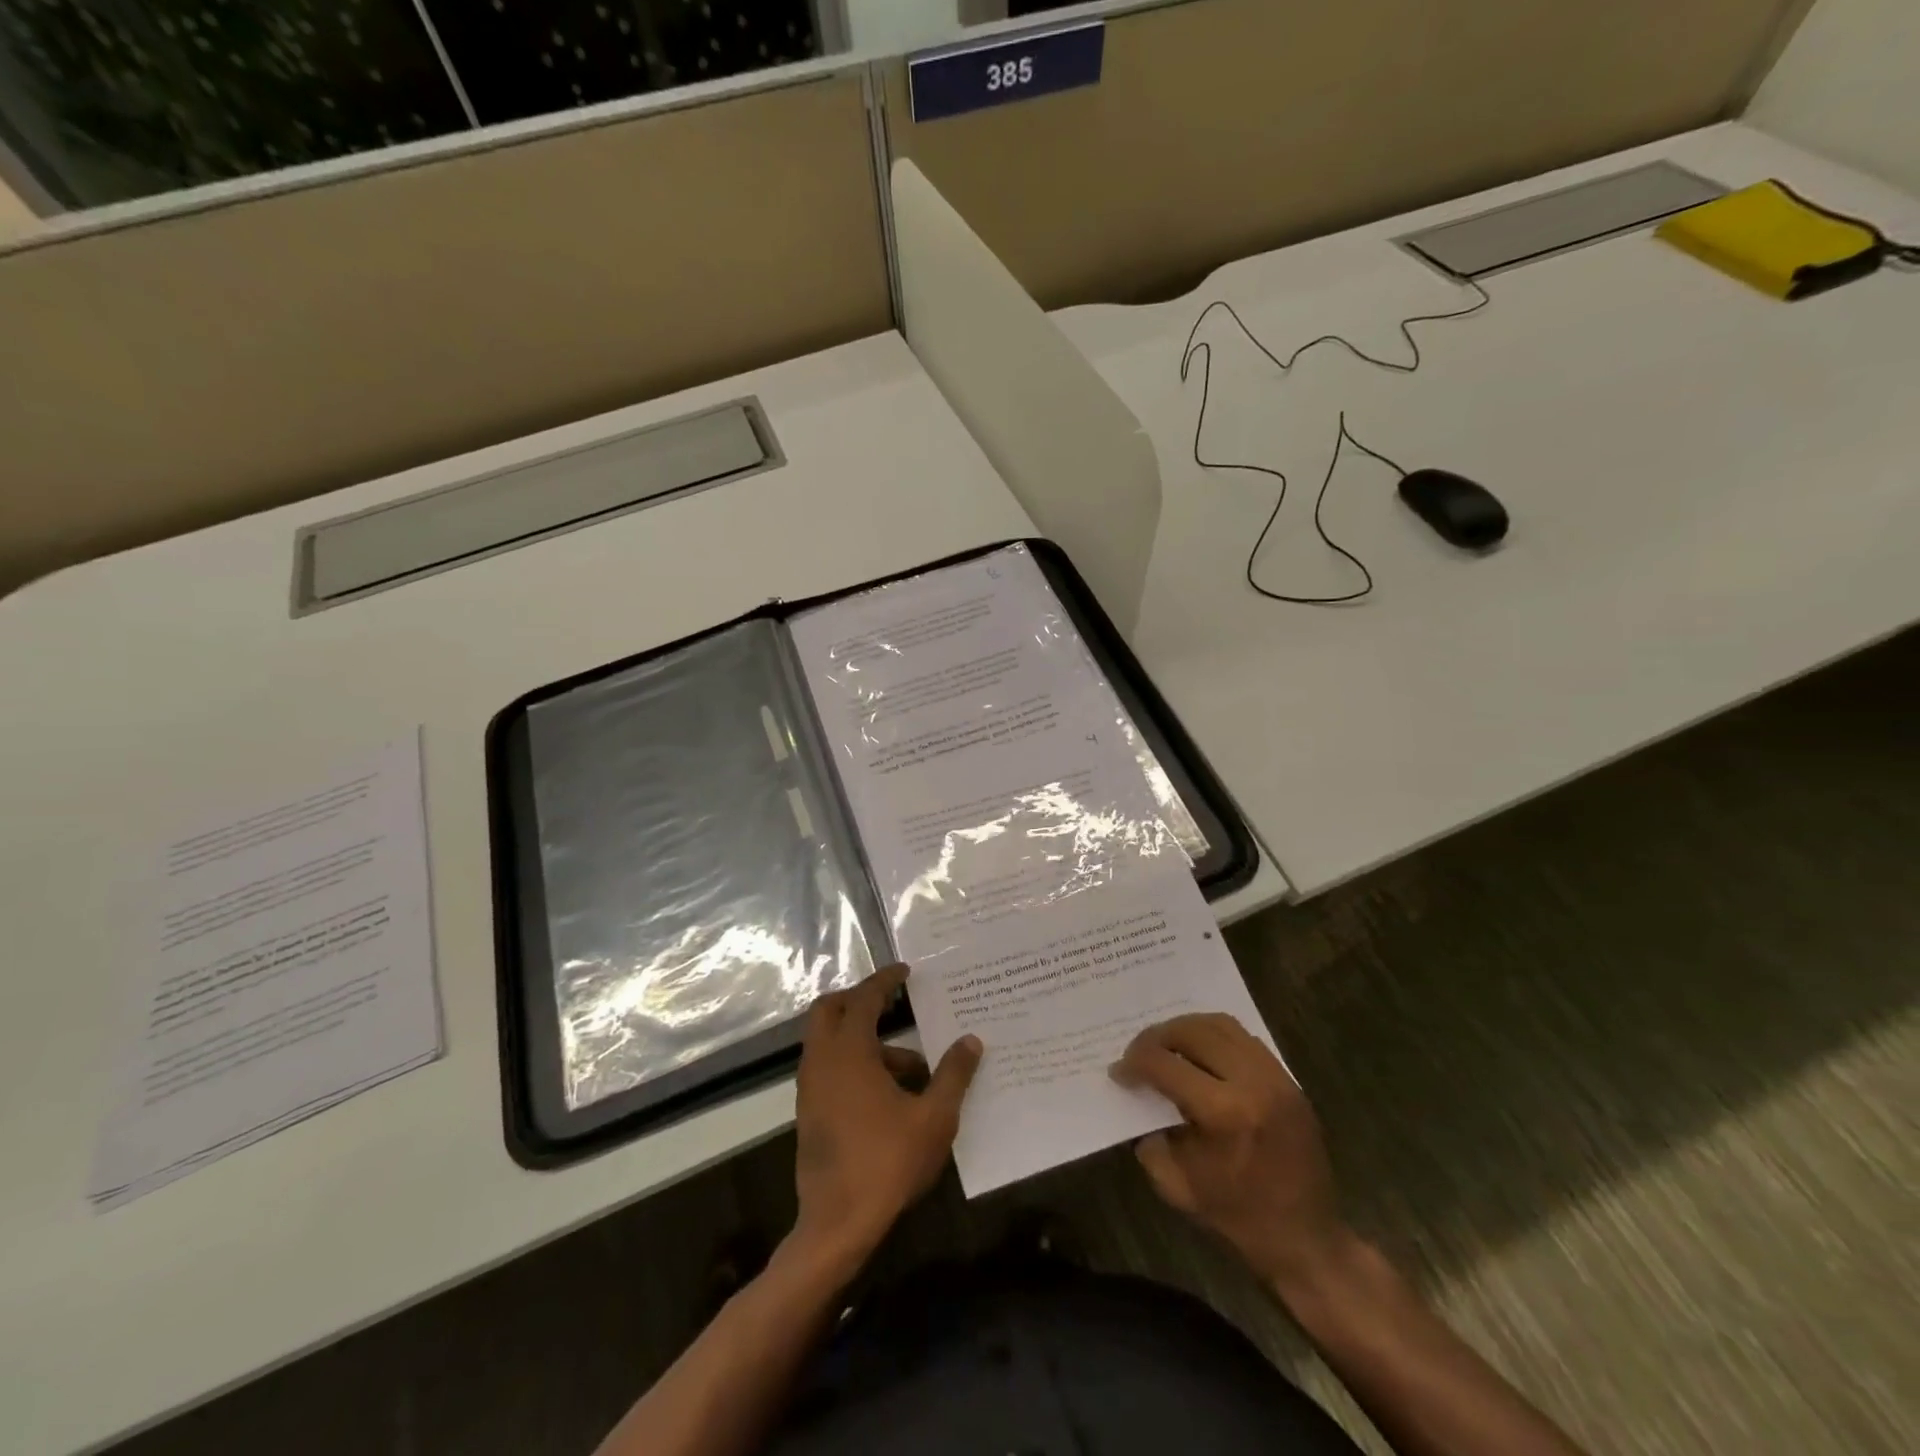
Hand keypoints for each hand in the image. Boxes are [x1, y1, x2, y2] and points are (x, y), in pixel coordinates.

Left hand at [789, 965, 981, 1278]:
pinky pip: (829, 1068)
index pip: (863, 998)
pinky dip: (853, 1063)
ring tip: (913, 1067)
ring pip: (829, 1042)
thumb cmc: (887, 1162)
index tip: (904, 971)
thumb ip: (953, 1074)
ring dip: (864, 1040)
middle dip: (859, 1000)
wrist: (837, 1225)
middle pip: (829, 1010)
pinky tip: (890, 1094)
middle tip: (892, 1004)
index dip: (884, 980)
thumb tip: (971, 1041)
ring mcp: (810, 1088)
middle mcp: (822, 1061)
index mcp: (848, 1052)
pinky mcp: (809, 1112)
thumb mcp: (934, 1118)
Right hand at [1112, 1013, 1352, 1293]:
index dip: (1134, 1063)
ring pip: (1220, 1025)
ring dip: (1186, 1029)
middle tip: (1139, 1054)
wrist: (1308, 1241)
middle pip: (1192, 1031)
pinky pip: (1244, 1038)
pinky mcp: (1289, 1079)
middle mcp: (1252, 1083)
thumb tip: (1139, 1098)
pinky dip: (1214, 1037)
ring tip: (1168, 1047)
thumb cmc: (1239, 1219)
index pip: (1165, 1064)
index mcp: (1224, 1113)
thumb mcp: (1178, 1186)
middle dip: (1157, 1037)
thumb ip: (1150, 1138)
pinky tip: (1201, 1056)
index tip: (1119, 1072)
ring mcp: (1276, 1077)